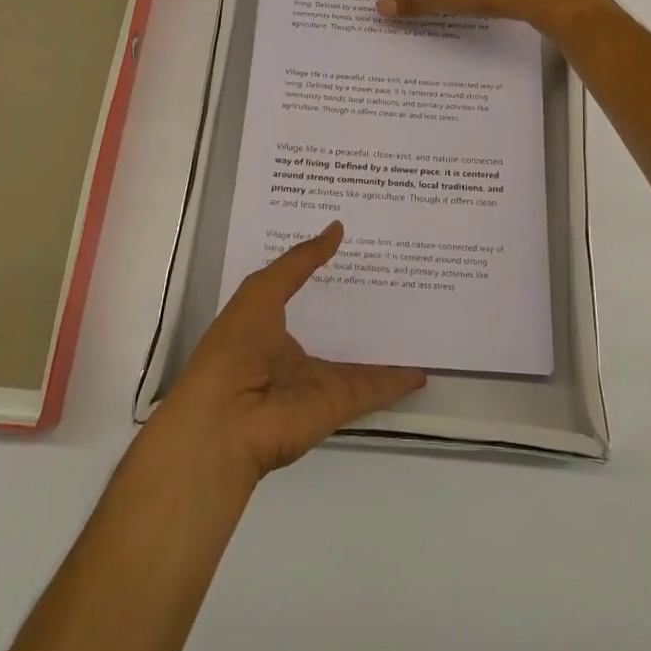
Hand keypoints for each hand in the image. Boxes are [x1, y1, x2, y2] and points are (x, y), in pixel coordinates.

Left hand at [161, 222, 425, 483]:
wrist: (226, 422)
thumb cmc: (235, 348)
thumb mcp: (262, 292)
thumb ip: (300, 262)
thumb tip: (337, 228)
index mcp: (271, 324)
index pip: (305, 290)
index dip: (326, 268)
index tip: (356, 244)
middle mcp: (296, 352)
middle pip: (336, 324)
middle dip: (361, 303)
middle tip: (397, 273)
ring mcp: (320, 380)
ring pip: (361, 358)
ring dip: (386, 344)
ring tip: (417, 316)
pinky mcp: (339, 404)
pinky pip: (375, 389)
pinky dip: (399, 381)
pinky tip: (423, 368)